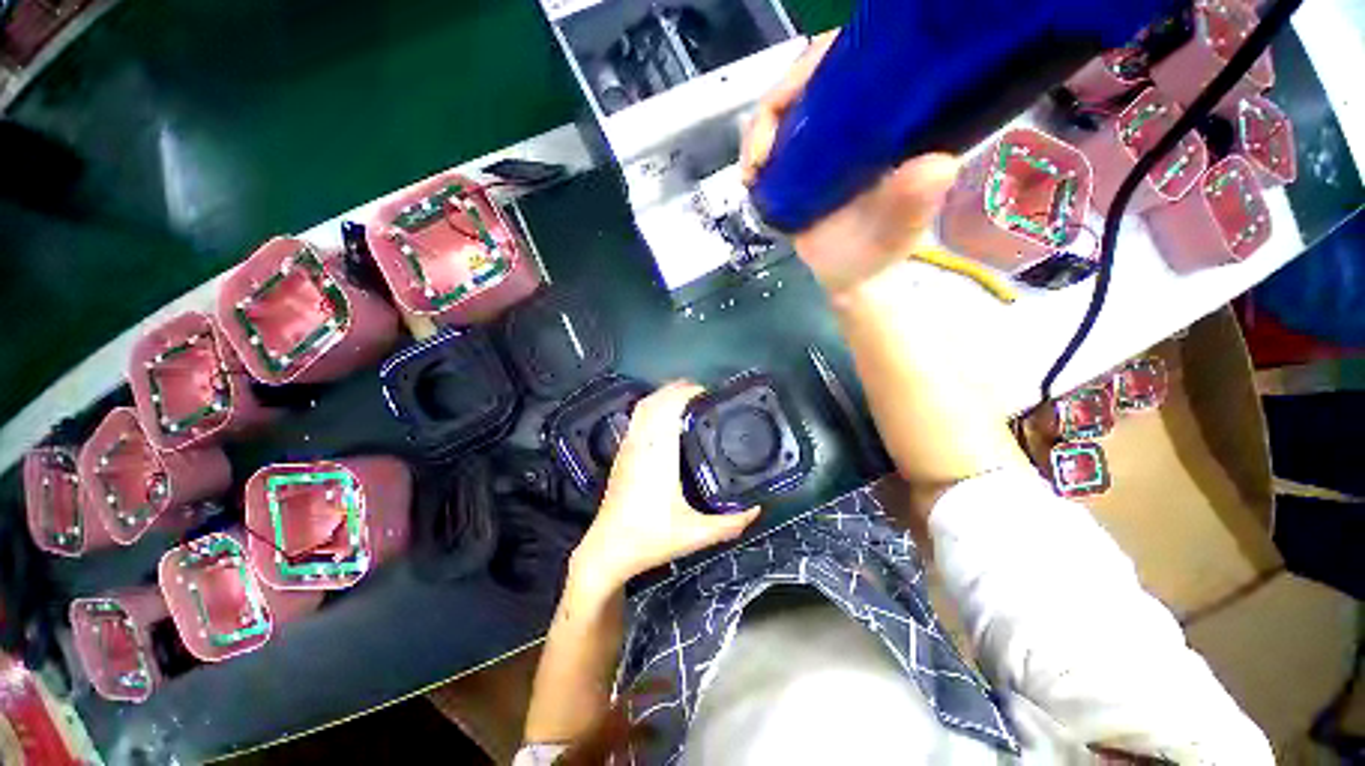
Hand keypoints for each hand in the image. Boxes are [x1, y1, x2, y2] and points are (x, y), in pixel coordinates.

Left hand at [570, 382, 759, 593]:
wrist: (608, 549)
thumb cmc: (651, 538)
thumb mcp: (696, 534)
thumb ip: (730, 523)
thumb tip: (756, 509)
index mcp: (659, 456)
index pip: (668, 409)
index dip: (686, 393)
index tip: (706, 392)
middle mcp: (641, 445)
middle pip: (654, 401)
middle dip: (676, 388)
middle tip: (701, 392)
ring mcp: (628, 448)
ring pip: (642, 408)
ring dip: (662, 395)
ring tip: (685, 399)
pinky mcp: (621, 455)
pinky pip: (636, 419)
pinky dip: (651, 408)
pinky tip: (664, 418)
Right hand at [741, 30, 960, 297]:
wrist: (846, 274)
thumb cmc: (874, 253)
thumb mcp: (896, 231)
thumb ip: (913, 204)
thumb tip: (937, 166)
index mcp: (886, 121)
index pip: (849, 64)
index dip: (811, 73)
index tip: (785, 111)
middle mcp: (854, 121)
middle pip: (807, 81)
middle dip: (775, 107)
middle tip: (759, 155)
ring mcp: (823, 141)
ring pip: (784, 109)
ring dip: (759, 133)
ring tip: (752, 171)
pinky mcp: (799, 163)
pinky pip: (770, 140)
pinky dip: (754, 152)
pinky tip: (750, 175)